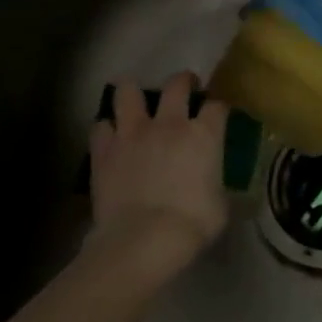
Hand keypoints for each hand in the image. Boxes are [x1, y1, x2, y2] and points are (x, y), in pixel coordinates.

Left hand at [88, 72, 229, 278]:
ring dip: (132, 92)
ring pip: (128, 93)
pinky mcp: (104, 151)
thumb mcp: (221, 204)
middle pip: (177, 84)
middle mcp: (170, 124)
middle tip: (184, 88)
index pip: (217, 105)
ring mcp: (134, 134)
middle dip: (183, 81)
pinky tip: (110, 136)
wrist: (143, 240)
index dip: (219, 107)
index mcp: (205, 133)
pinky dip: (106, 128)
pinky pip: (100, 127)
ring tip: (135, 98)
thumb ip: (219, 186)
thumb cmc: (193, 223)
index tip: (218, 114)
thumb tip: (219, 190)